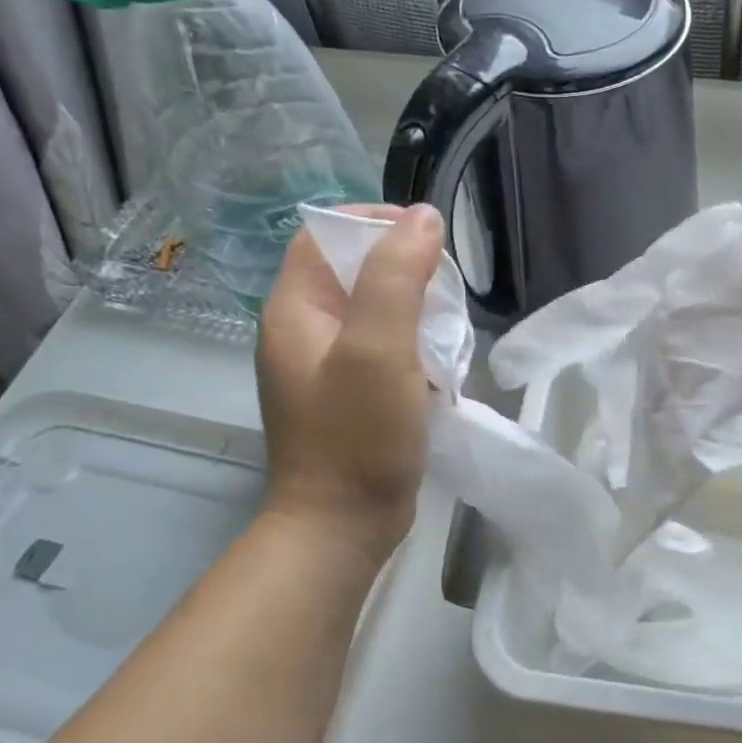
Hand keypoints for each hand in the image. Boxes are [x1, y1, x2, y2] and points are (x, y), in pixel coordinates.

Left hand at [255, 204, 444, 561]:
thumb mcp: (379, 350)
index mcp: (294, 310)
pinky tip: (437, 369)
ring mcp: (324, 367)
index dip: (372, 223)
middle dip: (402, 269)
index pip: (323, 235)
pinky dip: (412, 347)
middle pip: (351, 271)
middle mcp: (301, 331)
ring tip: (447, 332)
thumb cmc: (358, 436)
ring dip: (413, 311)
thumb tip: (423, 216)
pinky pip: (381, 349)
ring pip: (372, 311)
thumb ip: (397, 277)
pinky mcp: (348, 395)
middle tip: (445, 291)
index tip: (427, 237)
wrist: (343, 526)